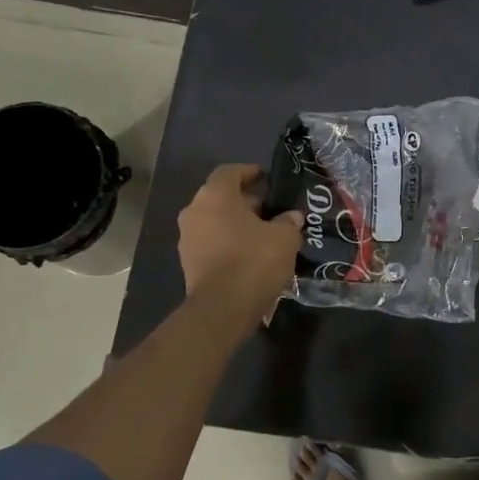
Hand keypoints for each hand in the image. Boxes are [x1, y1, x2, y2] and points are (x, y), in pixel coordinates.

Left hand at [177, 164, 302, 325]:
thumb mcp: (285, 237)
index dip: (249, 172)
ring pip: (215, 222)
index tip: (266, 177)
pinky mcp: (188, 263)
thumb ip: (288, 221)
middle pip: (220, 197)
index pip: (229, 172)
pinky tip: (249, 256)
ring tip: (262, 235)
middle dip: (245, 202)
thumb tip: (291, 217)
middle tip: (270, 210)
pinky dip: (228, 243)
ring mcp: (187, 239)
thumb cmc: (254, 260)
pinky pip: (211, 243)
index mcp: (215, 196)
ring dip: (236, 224)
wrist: (223, 308)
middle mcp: (194, 211)